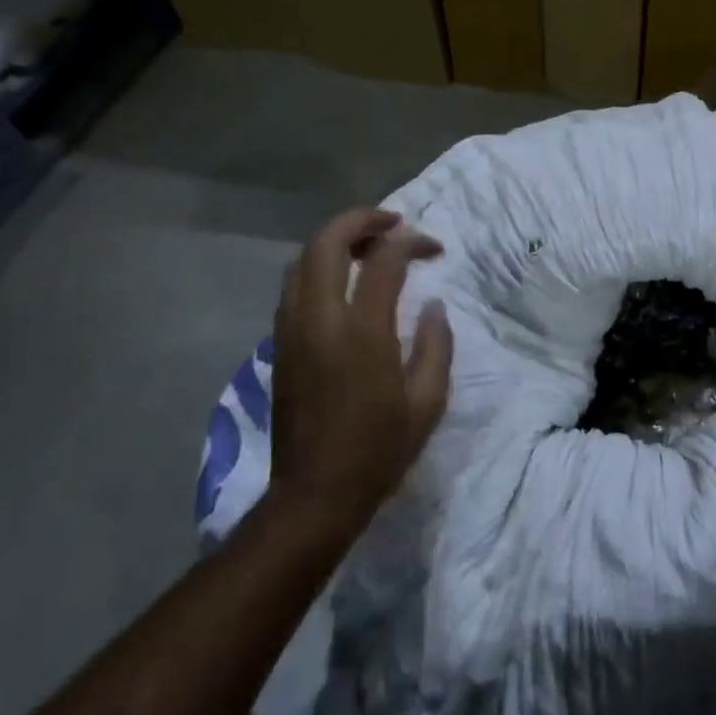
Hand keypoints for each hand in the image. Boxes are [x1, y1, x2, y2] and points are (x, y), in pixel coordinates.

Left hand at [269, 208, 453, 527]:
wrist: (314, 494)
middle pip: (327, 242)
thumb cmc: (379, 450)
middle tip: (393, 223)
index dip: (412, 243)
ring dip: (335, 240)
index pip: (384, 260)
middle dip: (361, 220)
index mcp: (362, 331)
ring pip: (301, 259)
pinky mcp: (279, 345)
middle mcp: (319, 319)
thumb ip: (436, 344)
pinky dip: (317, 266)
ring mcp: (291, 330)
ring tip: (367, 245)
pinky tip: (342, 282)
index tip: (435, 249)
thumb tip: (432, 305)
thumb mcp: (428, 402)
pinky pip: (293, 286)